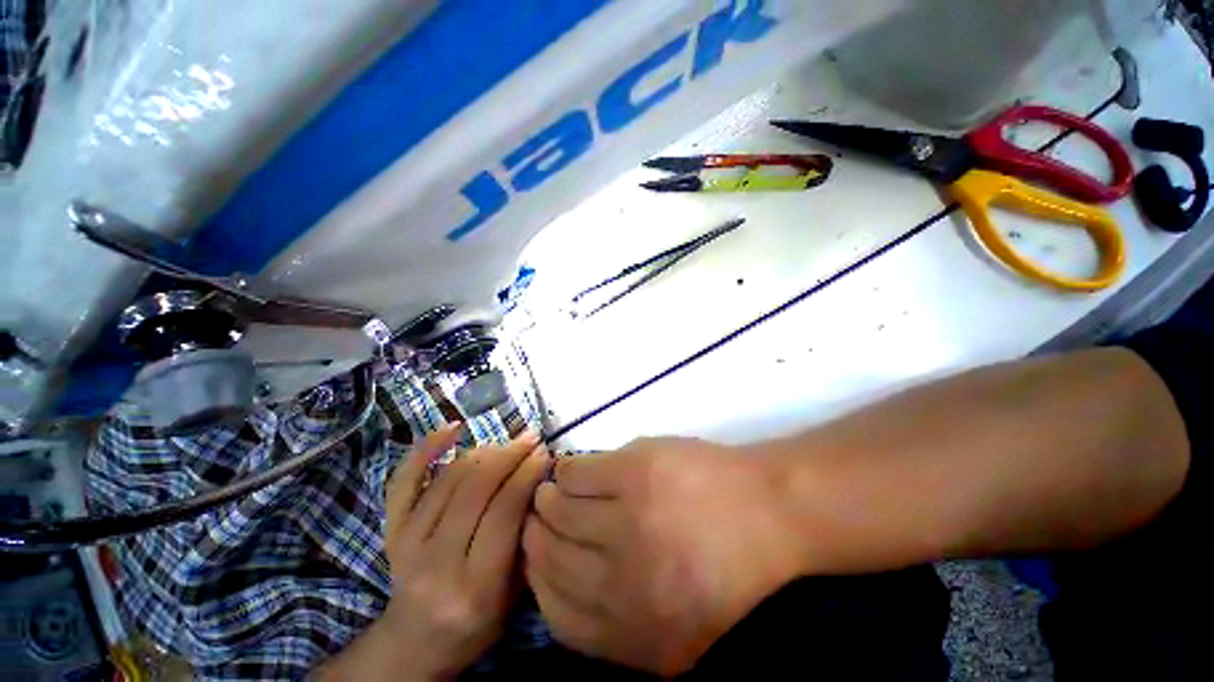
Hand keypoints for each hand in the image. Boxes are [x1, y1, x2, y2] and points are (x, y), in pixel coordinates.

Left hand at [378, 425, 548, 679]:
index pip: (503, 513)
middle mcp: (435, 562)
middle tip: (531, 438)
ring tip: (508, 442)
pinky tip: (452, 428)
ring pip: (449, 478)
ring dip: (485, 450)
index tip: (545, 452)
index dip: (526, 475)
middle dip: (510, 455)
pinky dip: (426, 448)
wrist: (415, 642)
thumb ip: (526, 540)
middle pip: (476, 489)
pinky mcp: (390, 529)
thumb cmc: (476, 622)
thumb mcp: (514, 594)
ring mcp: (405, 542)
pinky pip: (404, 480)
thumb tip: (538, 482)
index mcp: (474, 586)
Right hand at [523, 437, 802, 675]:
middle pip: (550, 555)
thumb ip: (620, 628)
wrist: (770, 511)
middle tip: (539, 517)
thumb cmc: (729, 569)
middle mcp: (624, 582)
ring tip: (552, 491)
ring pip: (558, 509)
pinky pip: (575, 473)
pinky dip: (566, 472)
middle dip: (537, 535)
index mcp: (637, 633)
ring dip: (548, 499)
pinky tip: (571, 471)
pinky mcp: (633, 471)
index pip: (555, 613)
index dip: (537, 581)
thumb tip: (560, 590)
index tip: (535, 558)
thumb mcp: (680, 631)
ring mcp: (628, 520)